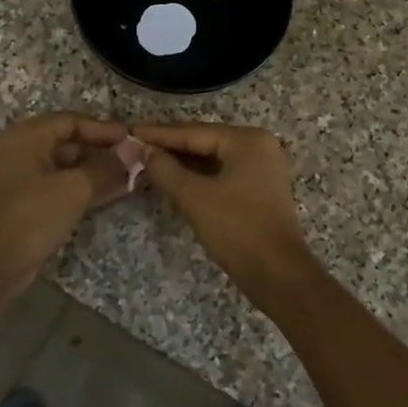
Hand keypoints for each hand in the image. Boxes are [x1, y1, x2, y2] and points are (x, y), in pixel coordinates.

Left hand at [0, 113, 138, 292]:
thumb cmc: (32, 214)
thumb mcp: (75, 187)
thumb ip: (107, 166)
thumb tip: (135, 151)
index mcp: (28, 136)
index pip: (72, 121)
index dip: (104, 129)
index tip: (133, 139)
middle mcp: (24, 151)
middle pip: (70, 142)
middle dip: (104, 151)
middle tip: (136, 159)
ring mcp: (25, 178)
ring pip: (69, 167)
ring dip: (99, 171)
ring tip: (133, 176)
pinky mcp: (30, 203)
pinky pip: (64, 186)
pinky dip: (87, 187)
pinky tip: (115, 192)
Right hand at [133, 122, 311, 283]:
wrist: (278, 275)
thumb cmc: (237, 230)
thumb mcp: (194, 197)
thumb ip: (165, 169)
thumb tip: (141, 149)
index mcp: (247, 140)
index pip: (194, 132)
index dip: (159, 134)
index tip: (129, 132)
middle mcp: (258, 146)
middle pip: (204, 141)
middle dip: (169, 147)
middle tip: (134, 146)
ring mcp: (261, 168)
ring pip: (212, 159)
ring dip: (181, 163)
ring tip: (147, 161)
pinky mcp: (258, 189)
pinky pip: (221, 174)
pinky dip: (197, 177)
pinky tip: (172, 180)